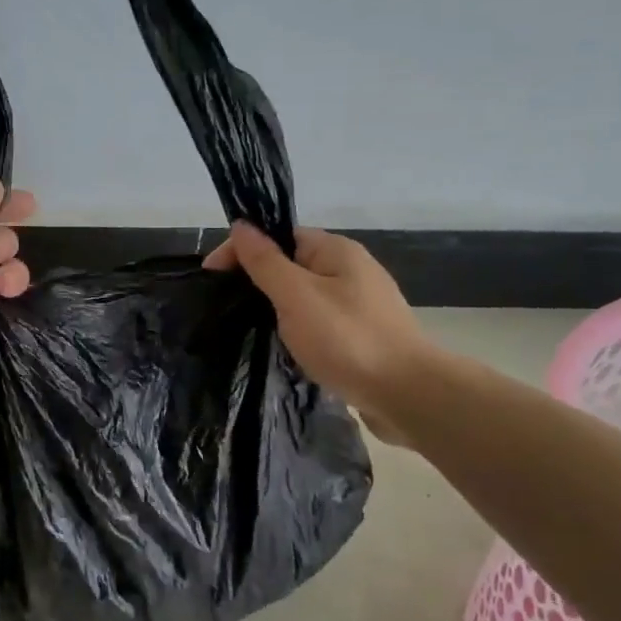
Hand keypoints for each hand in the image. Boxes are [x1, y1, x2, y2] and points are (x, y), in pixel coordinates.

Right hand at [204, 223, 427, 444]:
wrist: (408, 395)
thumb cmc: (347, 339)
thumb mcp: (296, 296)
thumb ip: (266, 262)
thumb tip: (241, 225)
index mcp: (336, 251)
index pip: (279, 236)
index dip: (242, 251)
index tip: (211, 277)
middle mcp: (351, 270)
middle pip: (292, 265)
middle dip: (258, 281)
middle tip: (226, 307)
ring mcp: (360, 305)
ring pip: (305, 296)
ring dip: (278, 308)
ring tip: (250, 329)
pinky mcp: (363, 336)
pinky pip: (320, 323)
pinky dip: (299, 330)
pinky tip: (286, 349)